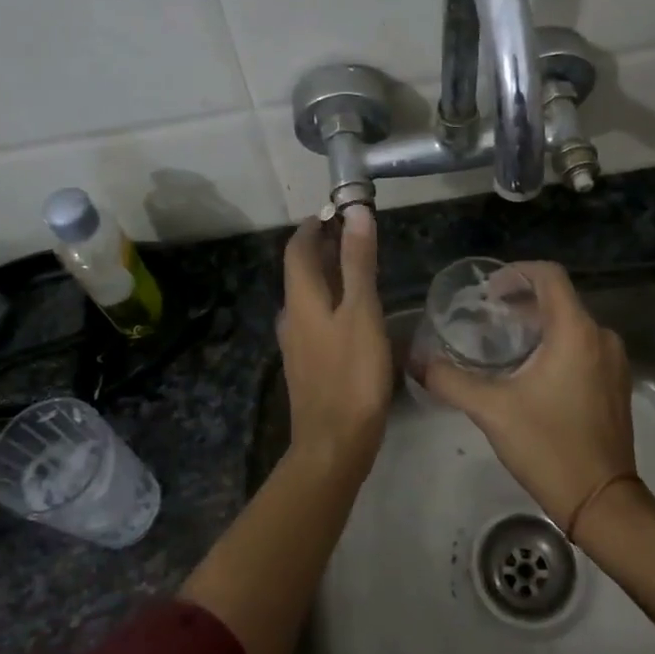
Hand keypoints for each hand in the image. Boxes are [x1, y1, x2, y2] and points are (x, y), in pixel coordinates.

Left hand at [278, 206, 391, 473]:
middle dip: (323, 246)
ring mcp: (297, 343)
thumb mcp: (362, 312)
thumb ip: (358, 262)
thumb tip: (355, 212)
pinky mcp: (308, 365)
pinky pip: (316, 318)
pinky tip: (355, 313)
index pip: (298, 248)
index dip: (314, 224)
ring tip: (359, 267)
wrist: (334, 443)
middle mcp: (292, 316)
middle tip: (355, 233)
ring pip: (309, 296)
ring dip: (329, 274)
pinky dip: (332, 301)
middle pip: (302, 271)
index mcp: (301, 299)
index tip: (337, 210)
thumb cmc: (352, 374)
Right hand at [422, 262, 635, 527]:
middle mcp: (601, 337)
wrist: (602, 501)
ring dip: (538, 325)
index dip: (516, 272)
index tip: (488, 291)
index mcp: (576, 332)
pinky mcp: (616, 384)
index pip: (550, 275)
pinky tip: (531, 371)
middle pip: (559, 299)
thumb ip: (450, 381)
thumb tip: (416, 361)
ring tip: (503, 344)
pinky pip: (584, 347)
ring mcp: (614, 362)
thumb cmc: (548, 446)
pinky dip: (557, 346)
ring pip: (572, 325)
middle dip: (522, 301)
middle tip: (486, 318)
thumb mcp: (492, 410)